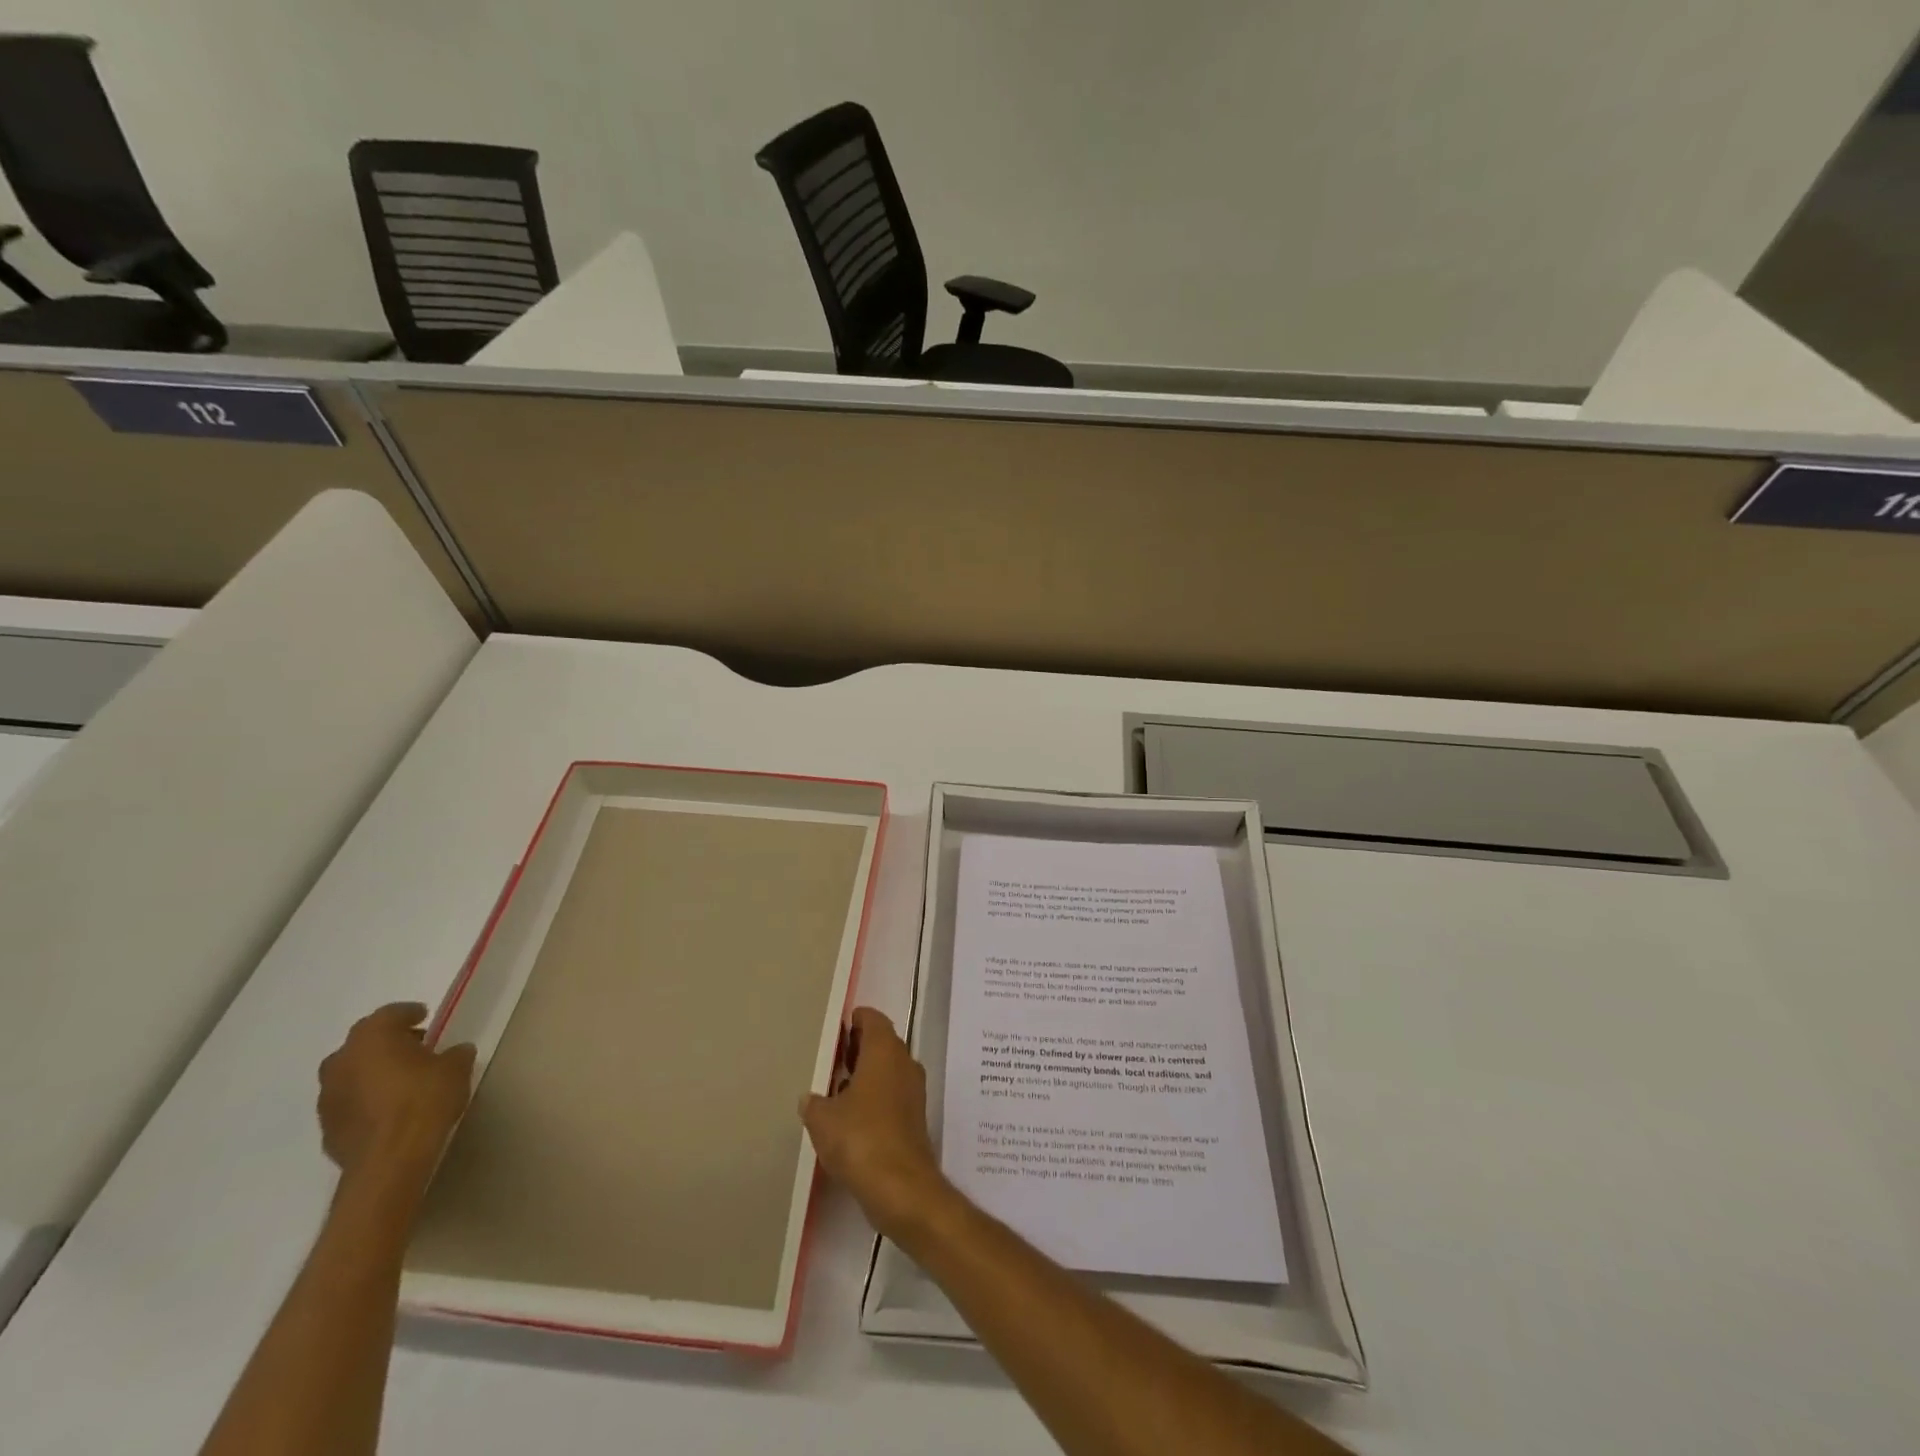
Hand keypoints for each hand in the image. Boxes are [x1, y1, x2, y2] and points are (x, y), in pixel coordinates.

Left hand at [317, 1003, 474, 1186]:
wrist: (390, 1161)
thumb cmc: (424, 1101)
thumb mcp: (456, 1068)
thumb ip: (455, 1053)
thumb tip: (455, 1052)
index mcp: (372, 1038)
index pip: (389, 1014)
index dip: (408, 1013)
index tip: (425, 1017)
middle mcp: (342, 1061)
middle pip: (363, 1042)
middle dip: (386, 1042)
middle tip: (414, 1047)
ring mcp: (328, 1097)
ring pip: (351, 1072)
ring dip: (371, 1071)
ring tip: (400, 1080)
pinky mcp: (326, 1127)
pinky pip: (348, 1101)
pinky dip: (364, 1098)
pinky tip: (387, 1109)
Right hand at [800, 1007, 953, 1239]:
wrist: (901, 1187)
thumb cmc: (860, 1138)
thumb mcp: (822, 1119)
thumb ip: (814, 1102)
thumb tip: (810, 1098)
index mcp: (884, 1050)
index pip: (873, 1019)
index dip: (855, 1020)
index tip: (837, 1030)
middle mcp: (904, 1063)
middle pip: (882, 1042)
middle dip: (859, 1047)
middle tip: (832, 1058)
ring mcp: (913, 1090)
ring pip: (889, 1069)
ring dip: (867, 1074)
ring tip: (836, 1088)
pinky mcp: (915, 1117)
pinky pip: (893, 1094)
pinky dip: (876, 1096)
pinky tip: (852, 1116)